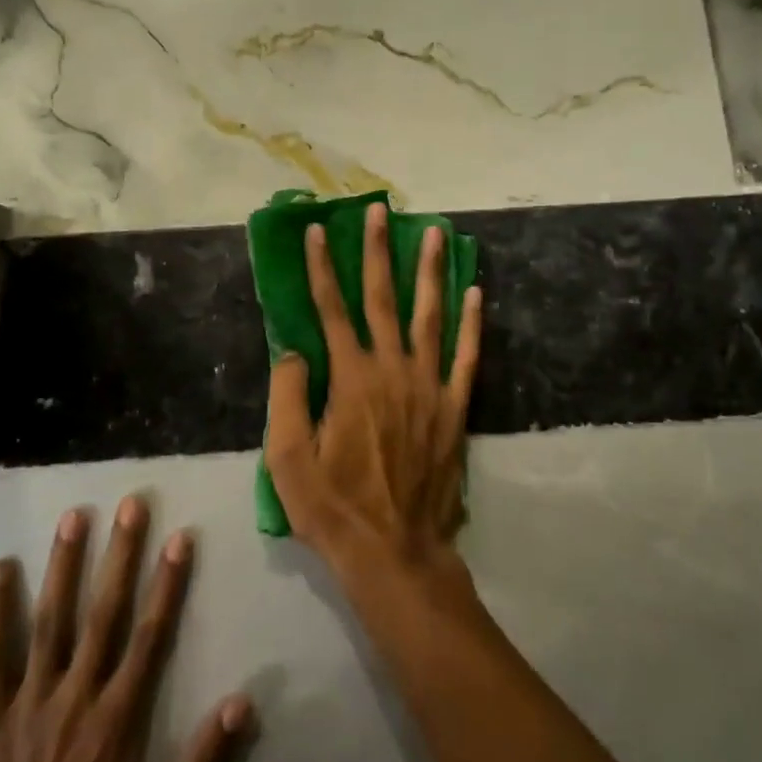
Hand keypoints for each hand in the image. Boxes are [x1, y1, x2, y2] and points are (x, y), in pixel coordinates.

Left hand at [0, 496, 253, 761]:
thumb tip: (242, 702)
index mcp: (118, 717)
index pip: (150, 635)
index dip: (168, 583)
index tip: (180, 537)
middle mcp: (77, 696)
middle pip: (103, 613)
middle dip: (119, 555)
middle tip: (130, 505)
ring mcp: (31, 702)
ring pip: (50, 622)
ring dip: (63, 567)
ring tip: (73, 517)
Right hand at [264, 201, 482, 584]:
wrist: (394, 552)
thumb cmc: (333, 508)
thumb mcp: (287, 459)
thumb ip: (287, 397)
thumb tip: (293, 351)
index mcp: (350, 379)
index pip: (331, 310)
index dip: (320, 268)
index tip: (317, 231)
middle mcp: (392, 371)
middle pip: (382, 299)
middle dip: (377, 251)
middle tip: (380, 210)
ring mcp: (429, 388)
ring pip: (430, 317)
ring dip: (429, 272)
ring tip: (433, 233)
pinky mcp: (455, 409)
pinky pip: (467, 358)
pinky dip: (471, 324)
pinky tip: (475, 292)